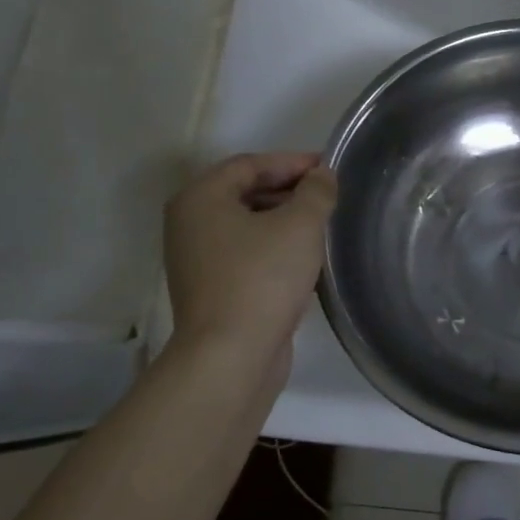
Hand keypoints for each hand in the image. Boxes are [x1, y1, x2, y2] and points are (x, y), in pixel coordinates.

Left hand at [163, 153, 337, 361]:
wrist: (230, 357)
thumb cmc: (262, 278)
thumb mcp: (301, 224)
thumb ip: (316, 191)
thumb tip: (322, 175)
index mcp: (200, 198)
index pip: (250, 164)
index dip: (292, 162)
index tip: (329, 169)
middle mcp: (190, 223)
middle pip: (245, 192)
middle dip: (289, 190)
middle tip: (329, 196)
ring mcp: (197, 259)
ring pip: (247, 225)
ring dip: (284, 220)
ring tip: (323, 225)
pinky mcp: (210, 289)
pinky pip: (246, 253)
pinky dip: (274, 247)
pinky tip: (305, 258)